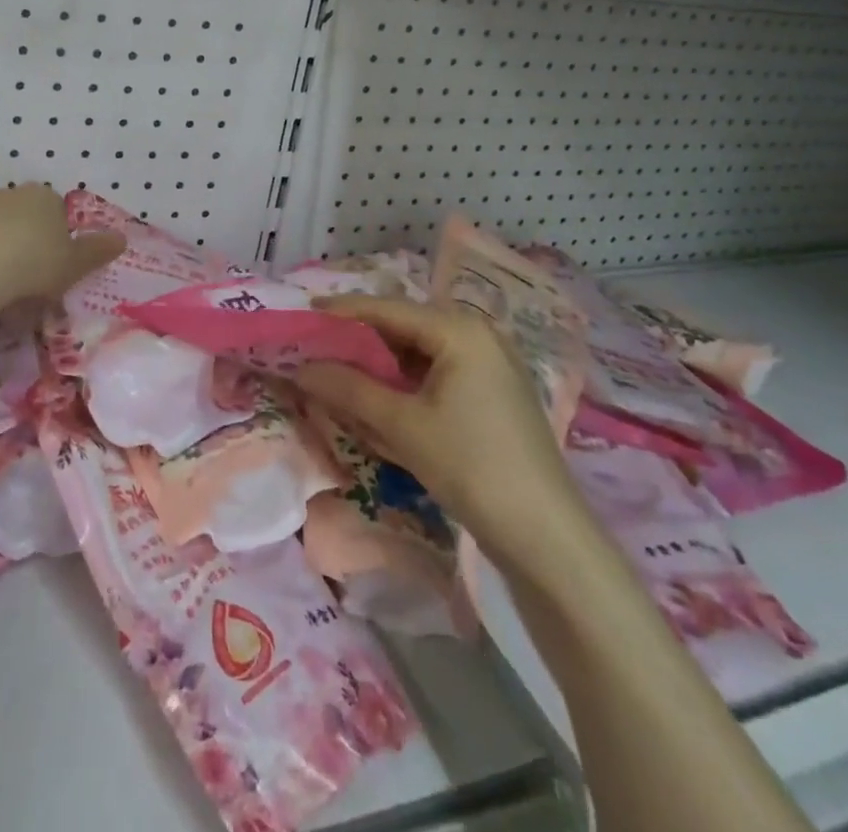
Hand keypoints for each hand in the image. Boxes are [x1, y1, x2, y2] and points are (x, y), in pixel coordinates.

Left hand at [0, 184, 124, 304]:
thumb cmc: (36, 263)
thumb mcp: (76, 263)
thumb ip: (98, 250)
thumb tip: (122, 239)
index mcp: (45, 196)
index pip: (58, 212)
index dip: (60, 240)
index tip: (58, 267)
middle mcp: (13, 194)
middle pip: (28, 219)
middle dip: (31, 244)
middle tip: (34, 280)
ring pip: (0, 231)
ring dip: (4, 251)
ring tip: (6, 288)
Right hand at [295, 296, 583, 569]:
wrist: (547, 538)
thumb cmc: (472, 466)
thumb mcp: (403, 425)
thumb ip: (348, 388)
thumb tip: (300, 367)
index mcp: (460, 329)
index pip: (387, 308)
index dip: (342, 311)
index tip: (302, 314)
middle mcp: (477, 335)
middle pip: (403, 327)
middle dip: (359, 341)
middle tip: (315, 350)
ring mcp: (489, 365)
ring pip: (418, 353)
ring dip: (380, 365)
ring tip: (339, 375)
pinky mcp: (492, 395)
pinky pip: (436, 374)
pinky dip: (405, 384)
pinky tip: (380, 400)